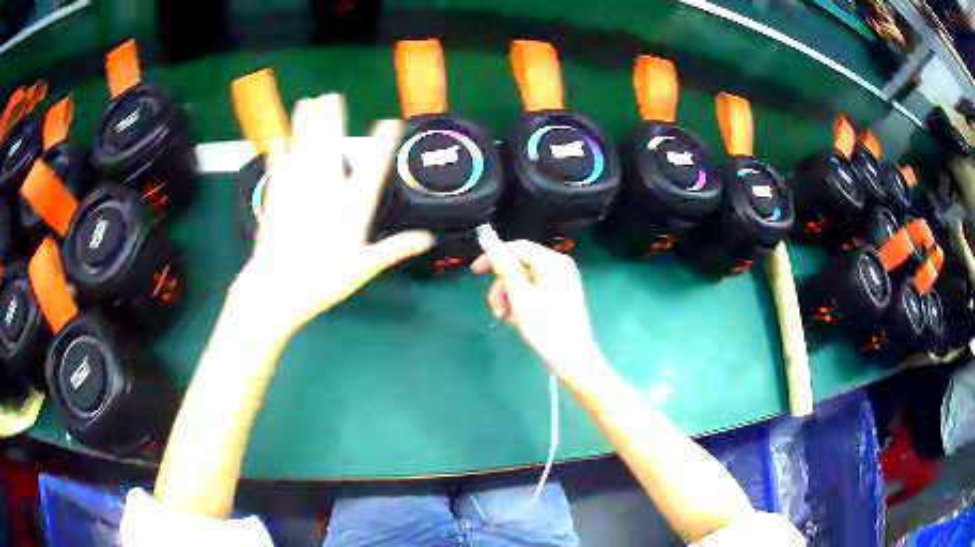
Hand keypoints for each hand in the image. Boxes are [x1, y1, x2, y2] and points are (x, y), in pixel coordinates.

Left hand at [233, 94, 433, 337]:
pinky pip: (278, 166)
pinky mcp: (275, 195)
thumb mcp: (364, 267)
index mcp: (352, 204)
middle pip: (330, 144)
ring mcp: (297, 188)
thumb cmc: (323, 280)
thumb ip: (395, 248)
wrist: (277, 288)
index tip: (389, 121)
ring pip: (303, 147)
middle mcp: (326, 188)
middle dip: (332, 118)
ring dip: (305, 123)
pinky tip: (278, 137)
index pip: (373, 167)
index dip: (382, 142)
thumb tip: (428, 239)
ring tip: (307, 102)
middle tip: (331, 96)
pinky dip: (278, 150)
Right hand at [472, 240, 604, 385]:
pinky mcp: (561, 297)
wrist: (572, 359)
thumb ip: (504, 265)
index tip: (474, 273)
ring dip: (509, 298)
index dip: (493, 257)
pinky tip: (518, 320)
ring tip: (507, 319)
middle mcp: (559, 267)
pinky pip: (534, 291)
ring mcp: (562, 282)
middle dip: (503, 286)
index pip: (517, 248)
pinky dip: (521, 303)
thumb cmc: (546, 327)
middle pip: (519, 266)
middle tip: (497, 310)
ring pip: (524, 281)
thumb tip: (489, 238)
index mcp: (553, 261)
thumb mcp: (519, 295)